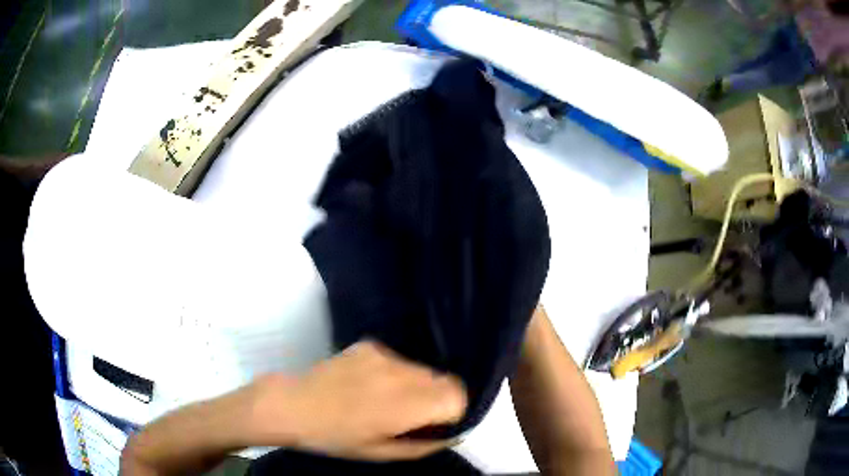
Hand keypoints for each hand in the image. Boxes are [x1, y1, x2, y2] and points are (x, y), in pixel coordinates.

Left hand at [249, 341, 467, 460]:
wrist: (292, 405)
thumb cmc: (336, 438)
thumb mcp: (381, 453)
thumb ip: (423, 446)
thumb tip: (451, 436)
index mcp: (405, 405)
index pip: (457, 395)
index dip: (453, 412)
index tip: (435, 424)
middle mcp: (401, 374)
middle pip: (444, 379)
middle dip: (437, 399)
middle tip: (412, 416)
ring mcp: (384, 355)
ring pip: (423, 369)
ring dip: (418, 386)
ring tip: (387, 401)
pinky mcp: (369, 345)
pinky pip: (399, 361)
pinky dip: (396, 374)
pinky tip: (370, 385)